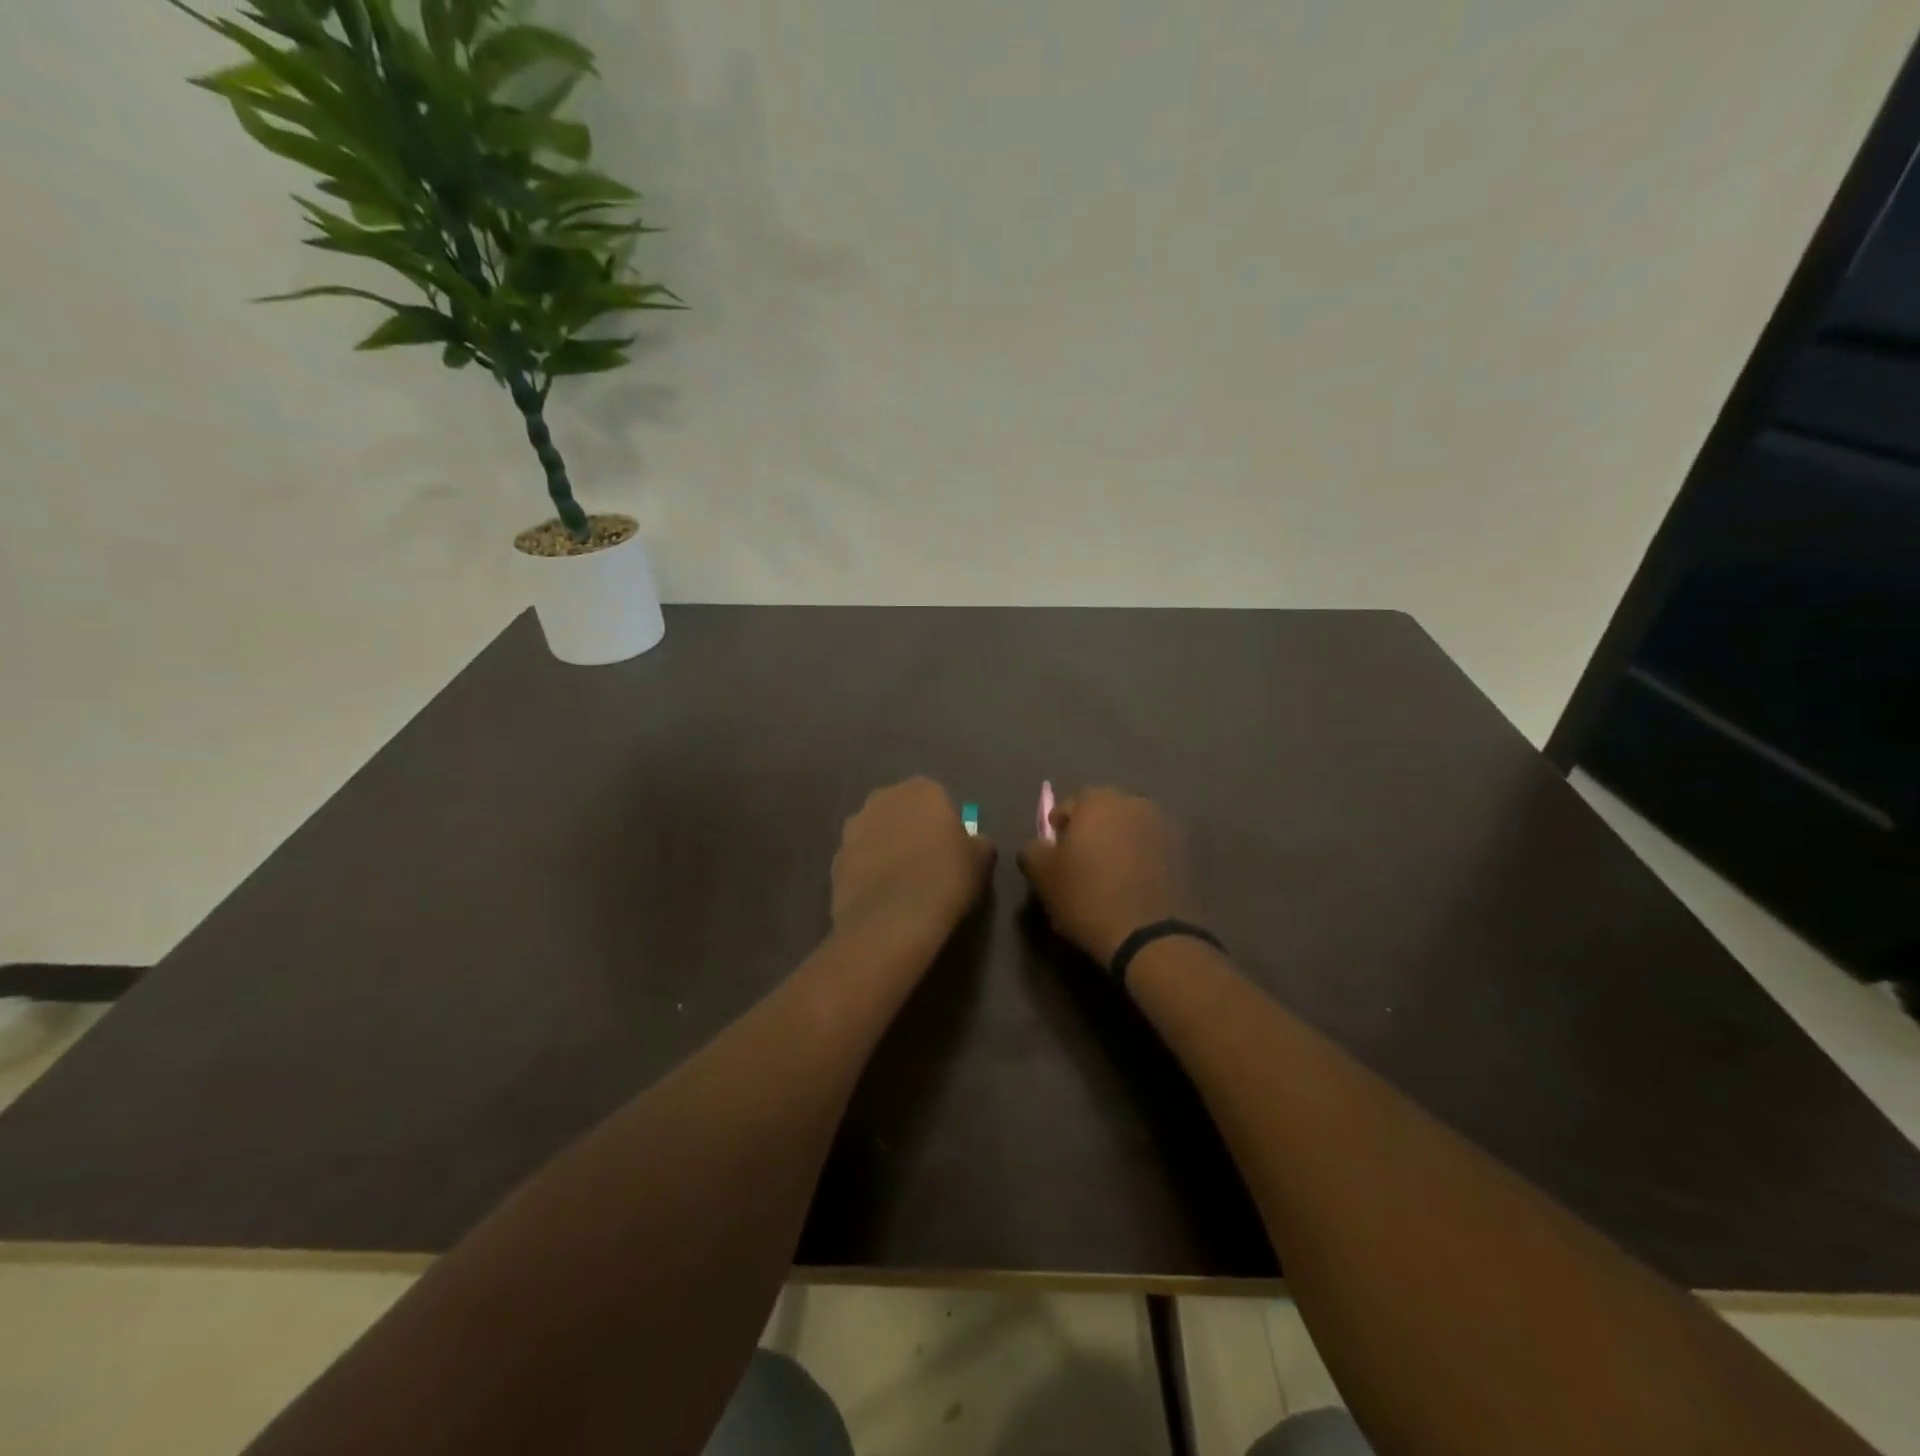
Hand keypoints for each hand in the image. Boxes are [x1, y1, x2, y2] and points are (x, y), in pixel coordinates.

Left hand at [831, 778, 995, 941]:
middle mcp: (882, 798)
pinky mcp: (836, 858)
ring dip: (886, 848)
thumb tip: (972, 842)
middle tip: (927, 864)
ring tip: (902, 883)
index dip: (944, 824)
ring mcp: (854, 828)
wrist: (892, 921)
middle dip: (911, 830)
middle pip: (902, 811)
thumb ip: (978, 842)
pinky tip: (882, 897)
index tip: (951, 850)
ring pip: (876, 833)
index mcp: (921, 790)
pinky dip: (869, 872)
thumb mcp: (981, 860)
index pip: (937, 798)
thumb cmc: (945, 880)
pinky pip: (859, 860)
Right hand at [1017, 788, 1197, 963]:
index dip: (1059, 831)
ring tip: (1112, 878)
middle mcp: (1135, 802)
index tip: (1056, 858)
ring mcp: (1166, 826)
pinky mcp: (1187, 853)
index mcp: (1098, 801)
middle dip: (1092, 833)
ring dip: (1120, 845)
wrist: (1153, 938)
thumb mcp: (1042, 876)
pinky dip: (1144, 860)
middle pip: (1104, 813)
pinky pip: (1155, 849)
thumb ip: (1033, 850)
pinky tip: (1136, 887)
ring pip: (1132, 829)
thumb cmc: (1088, 898)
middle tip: (1083, 866)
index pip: (1069, 806)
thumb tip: (1040, 846)